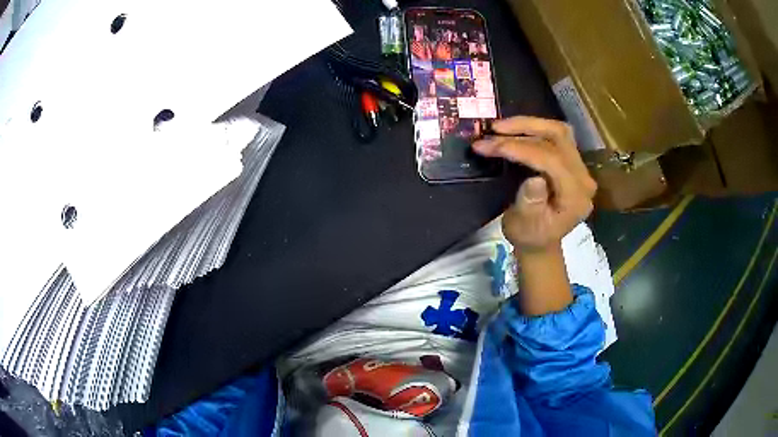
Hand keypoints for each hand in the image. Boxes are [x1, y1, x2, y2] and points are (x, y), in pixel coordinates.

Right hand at [473, 116, 595, 253]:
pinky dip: (534, 129)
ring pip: (558, 131)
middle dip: (523, 129)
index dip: (520, 149)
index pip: (551, 161)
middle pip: (558, 138)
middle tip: (493, 129)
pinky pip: (556, 135)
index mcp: (575, 197)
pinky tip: (515, 130)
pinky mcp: (572, 160)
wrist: (541, 241)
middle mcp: (583, 177)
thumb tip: (535, 179)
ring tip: (501, 127)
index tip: (490, 145)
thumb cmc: (530, 236)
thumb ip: (531, 205)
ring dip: (528, 124)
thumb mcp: (525, 227)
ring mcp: (580, 167)